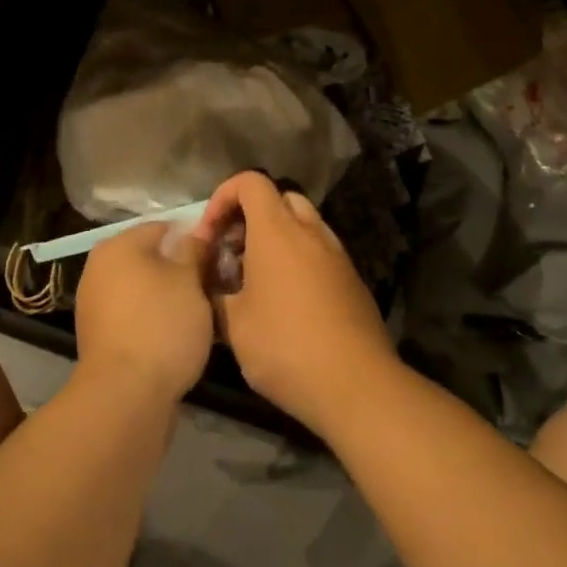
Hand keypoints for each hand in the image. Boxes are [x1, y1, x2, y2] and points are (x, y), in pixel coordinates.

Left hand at [73, 221, 214, 407]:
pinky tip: (176, 336)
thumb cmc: (161, 326)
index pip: (163, 227)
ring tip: (199, 314)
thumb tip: (196, 233)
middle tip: (211, 285)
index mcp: (118, 244)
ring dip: (167, 296)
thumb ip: (194, 251)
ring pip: (142, 288)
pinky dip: (153, 319)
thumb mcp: (190, 281)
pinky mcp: (99, 335)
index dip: (193, 238)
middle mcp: (99, 267)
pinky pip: (134, 315)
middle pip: (149, 258)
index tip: (217, 256)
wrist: (125, 395)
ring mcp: (95, 303)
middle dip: (179, 269)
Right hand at [197, 172, 398, 434]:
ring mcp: (337, 255)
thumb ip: (216, 293)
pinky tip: (287, 302)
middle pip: (279, 199)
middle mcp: (310, 232)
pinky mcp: (353, 281)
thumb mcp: (233, 325)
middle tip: (233, 254)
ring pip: (303, 226)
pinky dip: (299, 261)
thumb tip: (212, 283)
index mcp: (277, 231)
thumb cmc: (285, 347)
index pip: (250, 182)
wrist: (356, 385)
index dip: (223, 197)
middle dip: (250, 217)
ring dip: (276, 240)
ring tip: (257, 280)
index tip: (210, 235)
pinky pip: (320, 253)